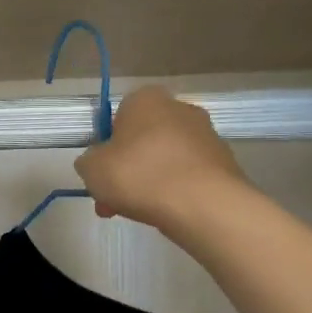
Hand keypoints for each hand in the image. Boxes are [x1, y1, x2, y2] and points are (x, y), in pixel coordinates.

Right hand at [75, 86, 247, 233]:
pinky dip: (174, 190)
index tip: (101, 175)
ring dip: (148, 182)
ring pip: (164, 160)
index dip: (106, 148)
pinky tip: (165, 212)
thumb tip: (97, 162)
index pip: (117, 118)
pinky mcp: (222, 161)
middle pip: (142, 141)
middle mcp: (179, 108)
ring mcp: (206, 135)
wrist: (202, 204)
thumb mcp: (92, 169)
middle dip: (125, 170)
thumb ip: (88, 161)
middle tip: (112, 201)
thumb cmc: (139, 175)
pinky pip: (187, 175)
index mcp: (146, 99)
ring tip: (136, 213)